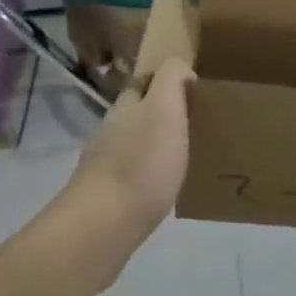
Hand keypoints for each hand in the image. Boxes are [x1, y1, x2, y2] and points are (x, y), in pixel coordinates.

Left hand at [67, 59, 193, 245]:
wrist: (103, 226)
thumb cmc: (142, 161)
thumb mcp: (166, 107)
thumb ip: (172, 78)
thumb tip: (180, 69)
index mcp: (125, 106)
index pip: (144, 83)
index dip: (166, 84)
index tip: (193, 95)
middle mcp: (109, 130)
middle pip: (137, 115)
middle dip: (160, 117)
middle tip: (194, 128)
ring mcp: (102, 166)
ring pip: (132, 146)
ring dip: (152, 148)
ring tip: (182, 160)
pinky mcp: (103, 198)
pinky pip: (130, 177)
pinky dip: (145, 177)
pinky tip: (161, 189)